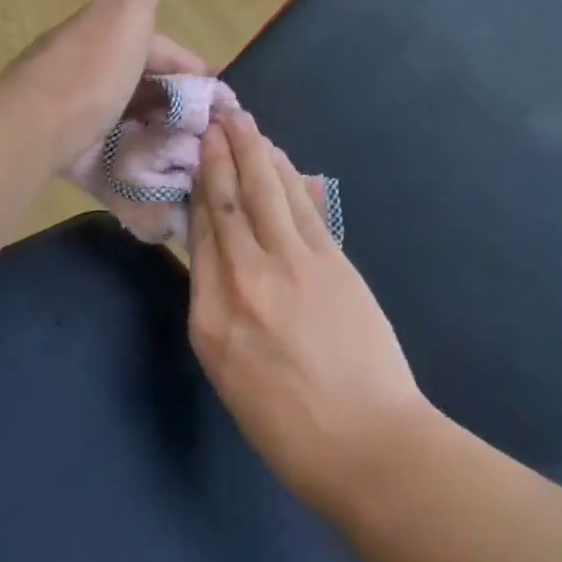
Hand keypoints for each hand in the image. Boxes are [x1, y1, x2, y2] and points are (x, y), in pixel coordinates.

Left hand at [7, 0, 207, 171]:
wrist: (34, 126)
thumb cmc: (90, 68)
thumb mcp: (125, 11)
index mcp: (103, 36)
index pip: (156, 47)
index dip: (188, 66)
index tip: (217, 96)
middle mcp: (90, 71)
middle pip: (143, 85)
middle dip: (176, 104)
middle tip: (209, 130)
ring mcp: (79, 115)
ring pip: (130, 121)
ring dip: (159, 134)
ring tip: (191, 153)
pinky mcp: (73, 152)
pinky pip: (113, 156)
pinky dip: (136, 161)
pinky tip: (160, 173)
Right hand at [187, 111, 432, 518]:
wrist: (365, 444)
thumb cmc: (288, 427)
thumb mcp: (230, 374)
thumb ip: (219, 309)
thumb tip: (218, 258)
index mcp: (209, 317)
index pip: (200, 233)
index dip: (198, 187)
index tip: (195, 155)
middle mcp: (243, 279)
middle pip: (228, 201)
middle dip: (221, 154)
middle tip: (216, 117)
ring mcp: (290, 265)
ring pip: (265, 192)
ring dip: (253, 152)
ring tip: (242, 121)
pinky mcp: (331, 261)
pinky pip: (301, 206)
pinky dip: (288, 176)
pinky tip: (280, 158)